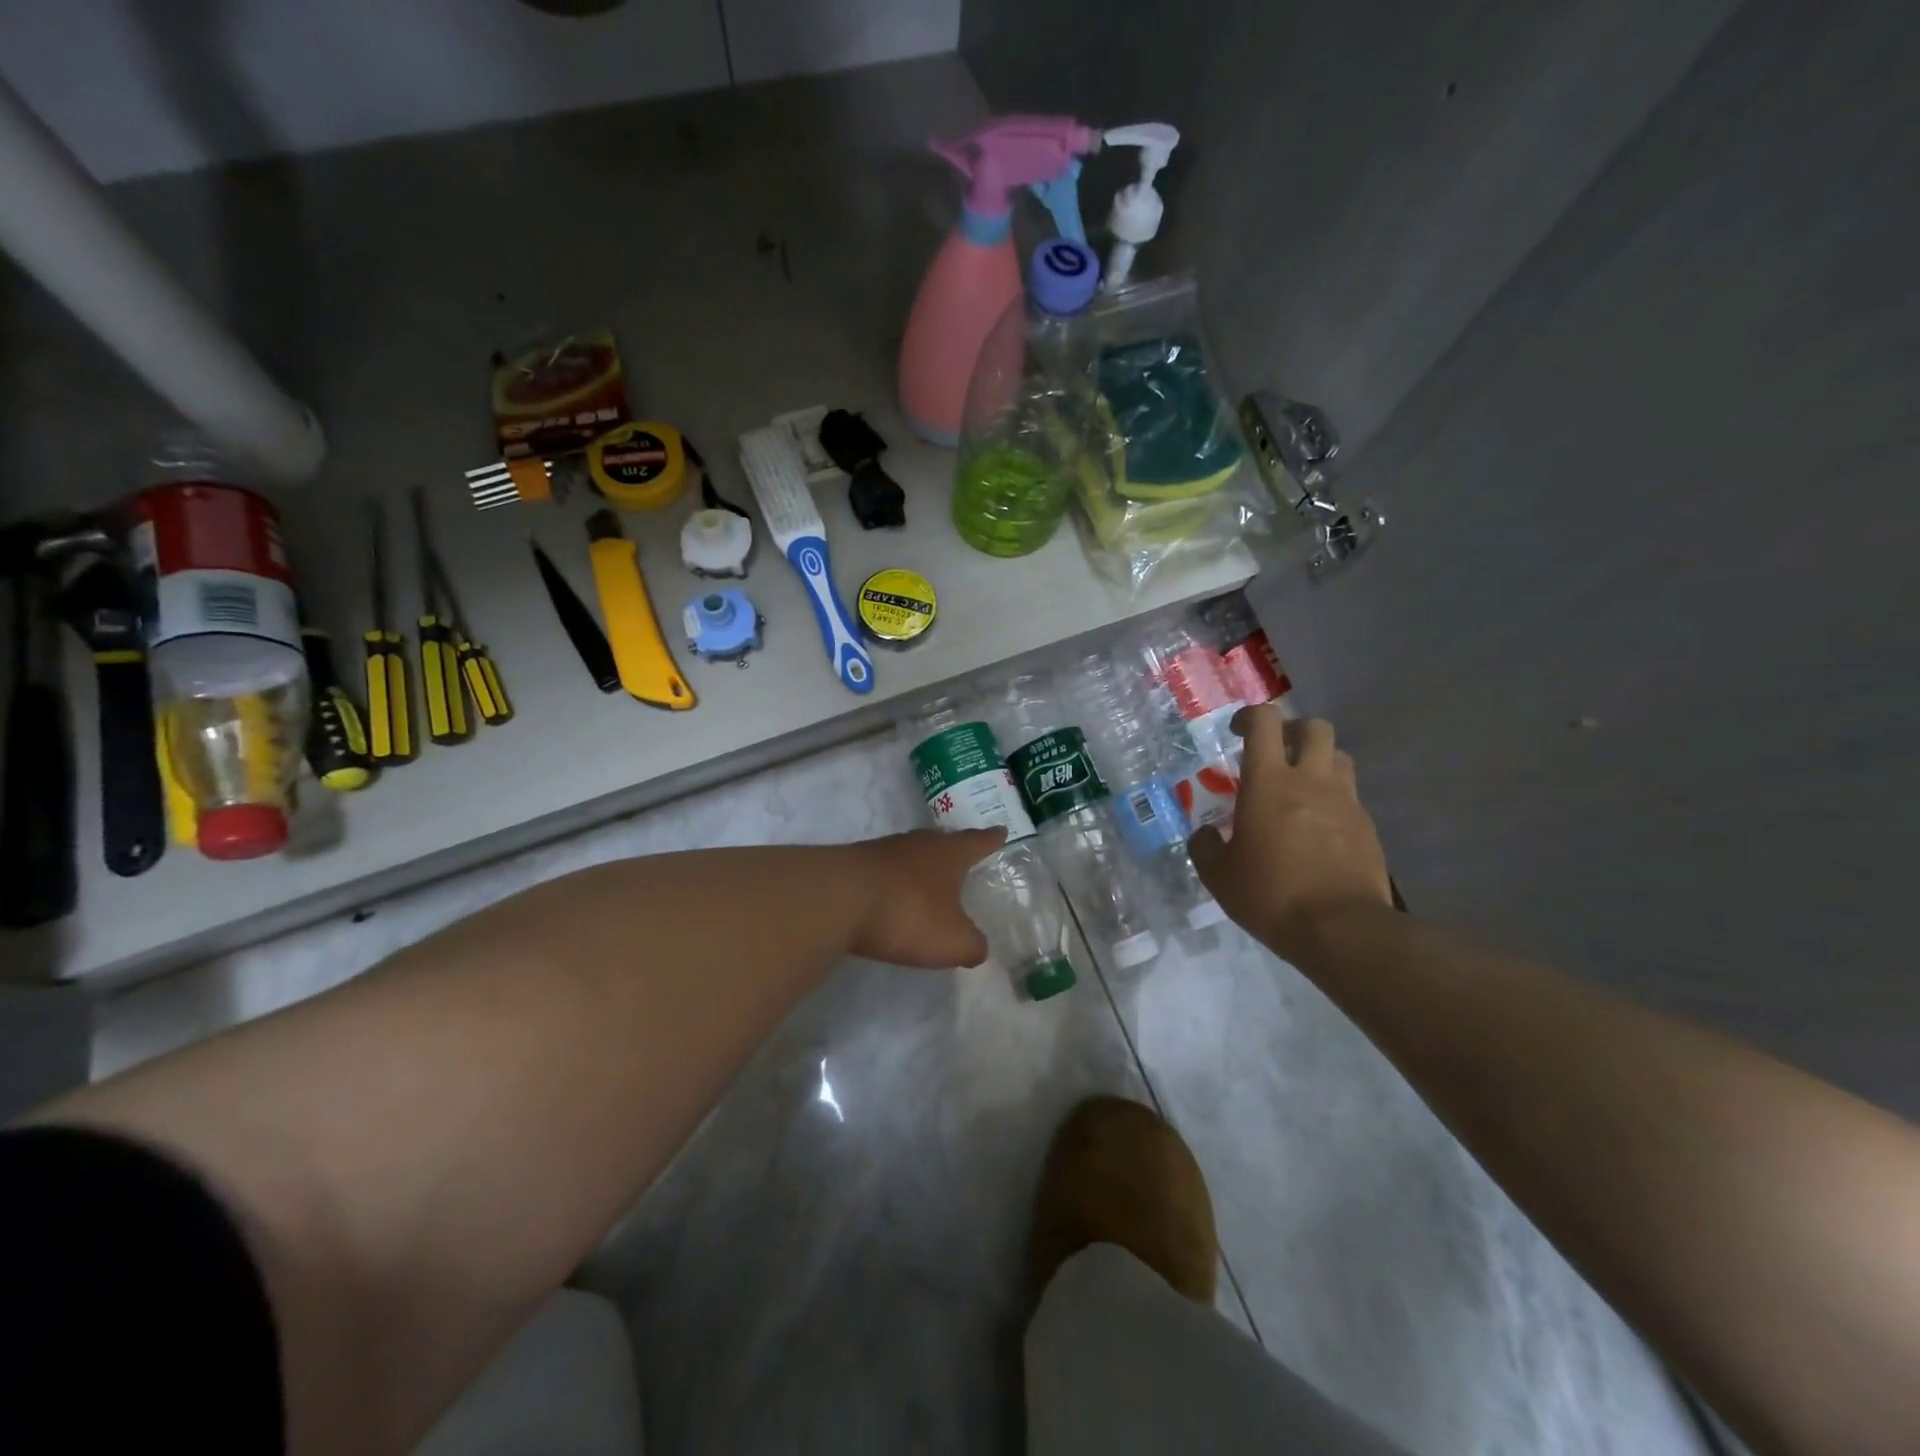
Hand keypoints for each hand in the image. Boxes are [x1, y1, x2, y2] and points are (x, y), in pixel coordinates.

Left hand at [848, 828, 1005, 968]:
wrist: (837, 898)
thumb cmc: (907, 913)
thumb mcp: (952, 940)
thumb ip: (972, 945)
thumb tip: (978, 947)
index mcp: (948, 854)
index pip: (977, 841)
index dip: (991, 839)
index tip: (1001, 831)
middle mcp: (917, 843)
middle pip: (941, 842)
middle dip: (953, 850)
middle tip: (963, 854)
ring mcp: (882, 851)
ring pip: (910, 854)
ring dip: (919, 866)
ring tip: (927, 879)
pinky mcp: (853, 865)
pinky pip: (883, 871)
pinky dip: (892, 882)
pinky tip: (891, 897)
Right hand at [1188, 710, 1391, 958]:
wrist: (1341, 930)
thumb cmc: (1271, 895)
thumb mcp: (1219, 876)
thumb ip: (1206, 846)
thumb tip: (1206, 834)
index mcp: (1269, 782)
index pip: (1264, 722)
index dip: (1248, 716)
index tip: (1236, 731)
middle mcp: (1311, 780)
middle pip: (1314, 728)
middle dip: (1293, 731)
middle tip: (1275, 753)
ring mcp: (1345, 802)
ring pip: (1339, 758)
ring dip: (1319, 762)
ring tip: (1300, 788)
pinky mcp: (1367, 827)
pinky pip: (1350, 797)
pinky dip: (1333, 801)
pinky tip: (1319, 830)